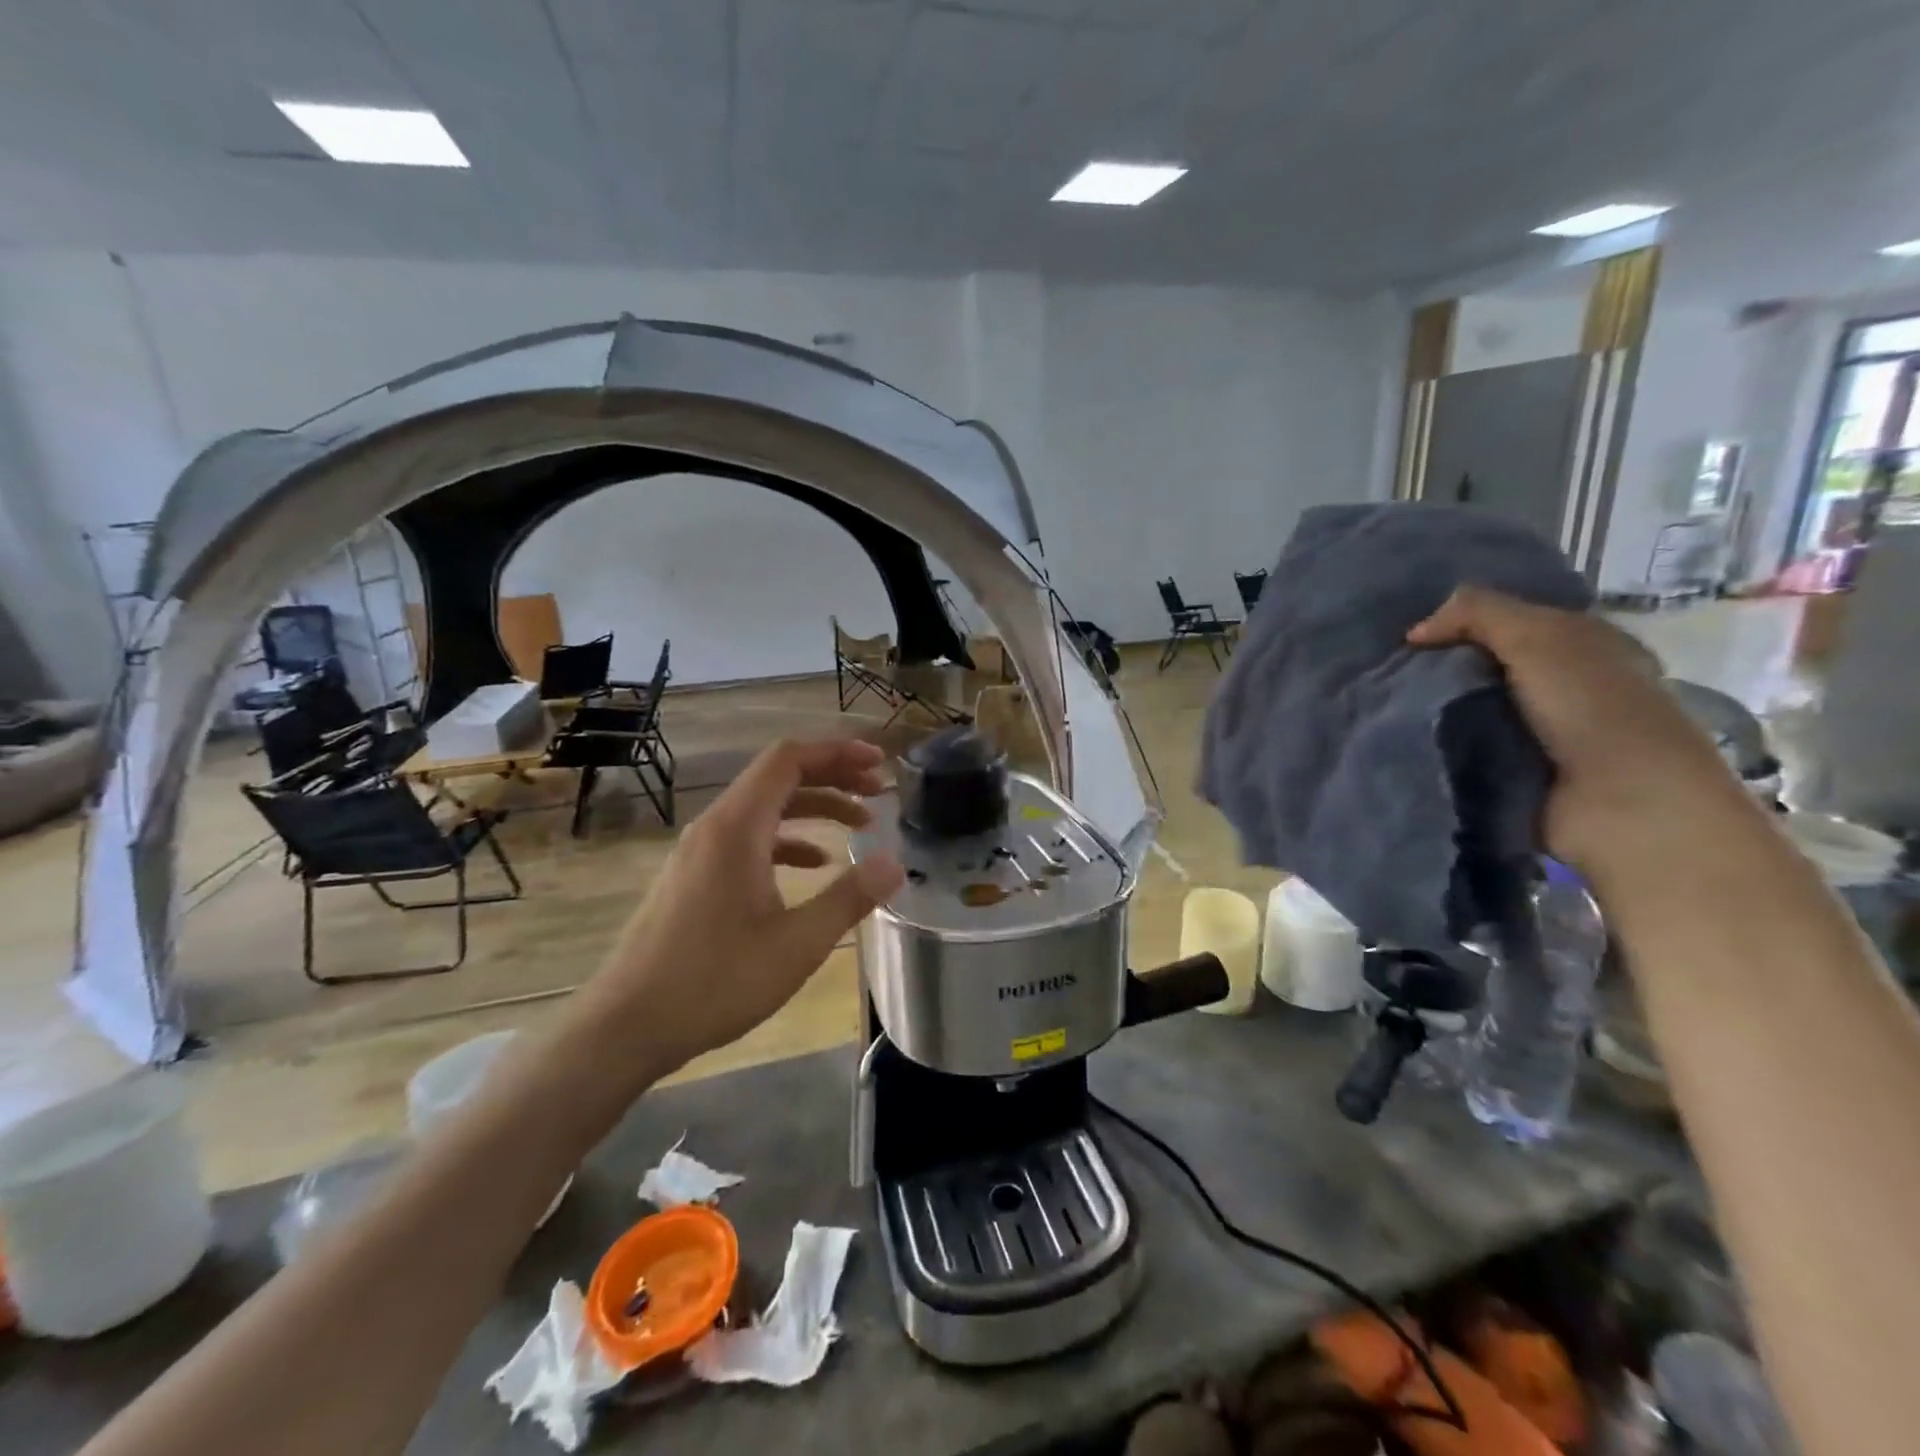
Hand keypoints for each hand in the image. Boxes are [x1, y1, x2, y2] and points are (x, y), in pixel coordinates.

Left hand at [584, 738, 904, 1068]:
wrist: (628, 1025)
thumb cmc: (715, 982)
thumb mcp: (796, 944)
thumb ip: (849, 898)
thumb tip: (894, 863)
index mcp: (737, 827)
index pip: (790, 759)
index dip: (838, 752)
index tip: (880, 763)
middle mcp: (716, 826)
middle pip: (779, 776)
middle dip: (834, 776)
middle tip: (879, 791)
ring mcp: (701, 851)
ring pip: (766, 808)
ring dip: (814, 808)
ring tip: (860, 825)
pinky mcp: (696, 875)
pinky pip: (749, 837)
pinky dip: (788, 839)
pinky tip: (815, 865)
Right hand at [1407, 587, 1743, 875]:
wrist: (1621, 804)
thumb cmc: (1592, 707)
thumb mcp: (1537, 636)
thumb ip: (1476, 613)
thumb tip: (1415, 633)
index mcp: (1584, 644)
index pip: (1510, 620)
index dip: (1462, 619)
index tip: (1411, 632)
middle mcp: (1563, 684)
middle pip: (1484, 664)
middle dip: (1439, 665)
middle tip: (1387, 668)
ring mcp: (1539, 732)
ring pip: (1469, 706)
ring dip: (1433, 707)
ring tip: (1384, 702)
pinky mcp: (1514, 772)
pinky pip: (1464, 746)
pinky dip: (1439, 742)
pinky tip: (1405, 735)